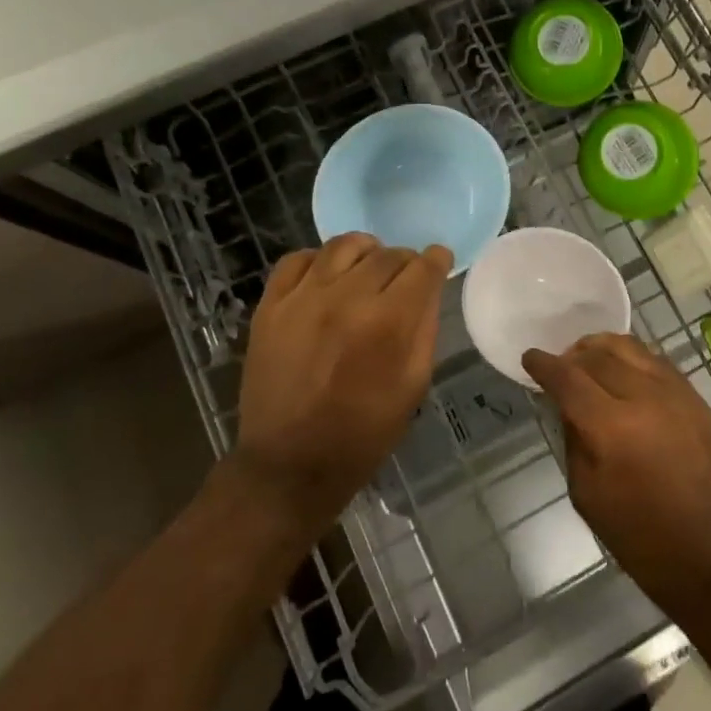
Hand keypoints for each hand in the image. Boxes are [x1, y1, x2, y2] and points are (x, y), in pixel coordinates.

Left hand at [232, 233, 451, 537]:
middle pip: (388, 254)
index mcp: (388, 322)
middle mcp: (346, 298)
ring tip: (367, 270)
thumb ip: (425, 329)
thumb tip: (429, 289)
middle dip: (405, 261)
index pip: (423, 267)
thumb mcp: (413, 386)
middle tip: (405, 278)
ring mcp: (303, 297)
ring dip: (366, 253)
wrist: (289, 465)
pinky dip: (319, 260)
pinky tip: (327, 278)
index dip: (437, 260)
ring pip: (344, 245)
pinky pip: (298, 258)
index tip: (439, 262)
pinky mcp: (270, 305)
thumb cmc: (363, 433)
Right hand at [522, 333, 710, 623]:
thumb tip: (567, 405)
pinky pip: (654, 360)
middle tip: (559, 366)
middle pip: (597, 356)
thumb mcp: (588, 495)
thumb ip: (573, 440)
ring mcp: (673, 392)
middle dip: (571, 356)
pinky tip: (622, 370)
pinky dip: (630, 357)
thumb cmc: (641, 538)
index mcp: (611, 427)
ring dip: (600, 348)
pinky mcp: (694, 397)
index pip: (568, 378)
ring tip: (588, 359)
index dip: (544, 365)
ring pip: (628, 347)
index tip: (530, 358)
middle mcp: (643, 397)